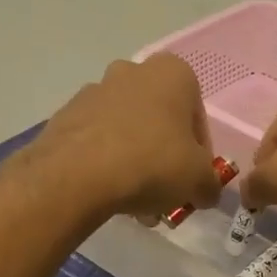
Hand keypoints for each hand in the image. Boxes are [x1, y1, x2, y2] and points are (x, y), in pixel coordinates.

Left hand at [16, 54, 225, 220]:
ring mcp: (94, 91)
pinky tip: (110, 195)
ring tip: (137, 205)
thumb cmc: (152, 163)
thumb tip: (205, 192)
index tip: (193, 180)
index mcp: (172, 73)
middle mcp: (132, 71)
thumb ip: (210, 184)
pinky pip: (97, 141)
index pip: (197, 116)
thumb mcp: (199, 181)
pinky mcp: (66, 115)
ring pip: (127, 132)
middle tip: (165, 193)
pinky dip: (107, 164)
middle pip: (159, 122)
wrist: (78, 175)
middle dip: (164, 158)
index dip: (200, 153)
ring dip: (136, 164)